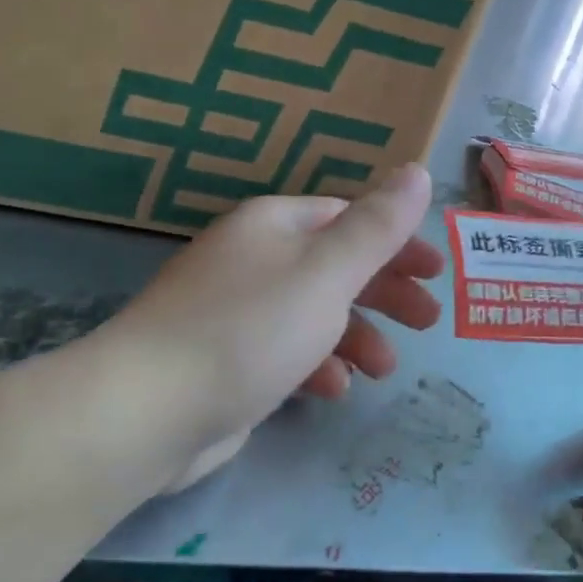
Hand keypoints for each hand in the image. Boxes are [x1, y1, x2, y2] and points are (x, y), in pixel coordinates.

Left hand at [110, 163, 442, 489]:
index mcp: (276, 225)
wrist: (146, 410)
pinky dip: (316, 367)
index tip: (437, 272)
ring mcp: (237, 312)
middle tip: (428, 321)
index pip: (350, 219)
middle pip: (336, 266)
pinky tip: (333, 390)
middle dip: (385, 293)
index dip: (398, 242)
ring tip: (384, 369)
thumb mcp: (327, 272)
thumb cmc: (250, 329)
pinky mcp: (227, 361)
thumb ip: (377, 226)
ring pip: (314, 314)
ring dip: (356, 336)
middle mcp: (254, 259)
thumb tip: (416, 171)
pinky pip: (286, 353)